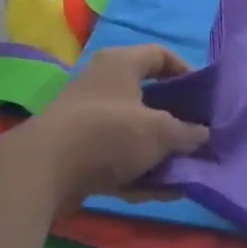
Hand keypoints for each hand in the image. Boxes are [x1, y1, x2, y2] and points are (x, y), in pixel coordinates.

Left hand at [0, 45, 208, 206]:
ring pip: (132, 132)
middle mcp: (102, 84)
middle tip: (195, 135)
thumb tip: (203, 135)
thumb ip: (187, 133)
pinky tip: (160, 192)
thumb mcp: (160, 132)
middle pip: (147, 97)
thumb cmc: (110, 133)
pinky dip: (137, 172)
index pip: (160, 55)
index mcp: (121, 64)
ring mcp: (86, 119)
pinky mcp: (76, 151)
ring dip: (158, 153)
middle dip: (174, 120)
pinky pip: (116, 157)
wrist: (43, 171)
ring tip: (183, 171)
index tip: (202, 96)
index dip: (185, 71)